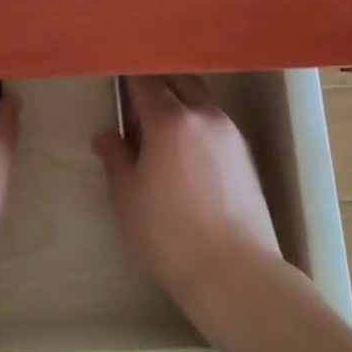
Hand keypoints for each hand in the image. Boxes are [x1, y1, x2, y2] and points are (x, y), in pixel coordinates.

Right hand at [93, 75, 283, 306]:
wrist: (235, 273)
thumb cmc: (169, 233)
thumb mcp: (127, 196)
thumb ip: (115, 158)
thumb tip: (106, 137)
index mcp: (170, 119)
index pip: (144, 81)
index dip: (126, 78)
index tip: (113, 81)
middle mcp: (204, 115)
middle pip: (178, 80)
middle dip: (156, 82)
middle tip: (135, 103)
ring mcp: (230, 133)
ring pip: (200, 99)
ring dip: (179, 101)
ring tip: (159, 129)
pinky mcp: (246, 155)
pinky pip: (215, 122)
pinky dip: (197, 123)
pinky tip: (185, 151)